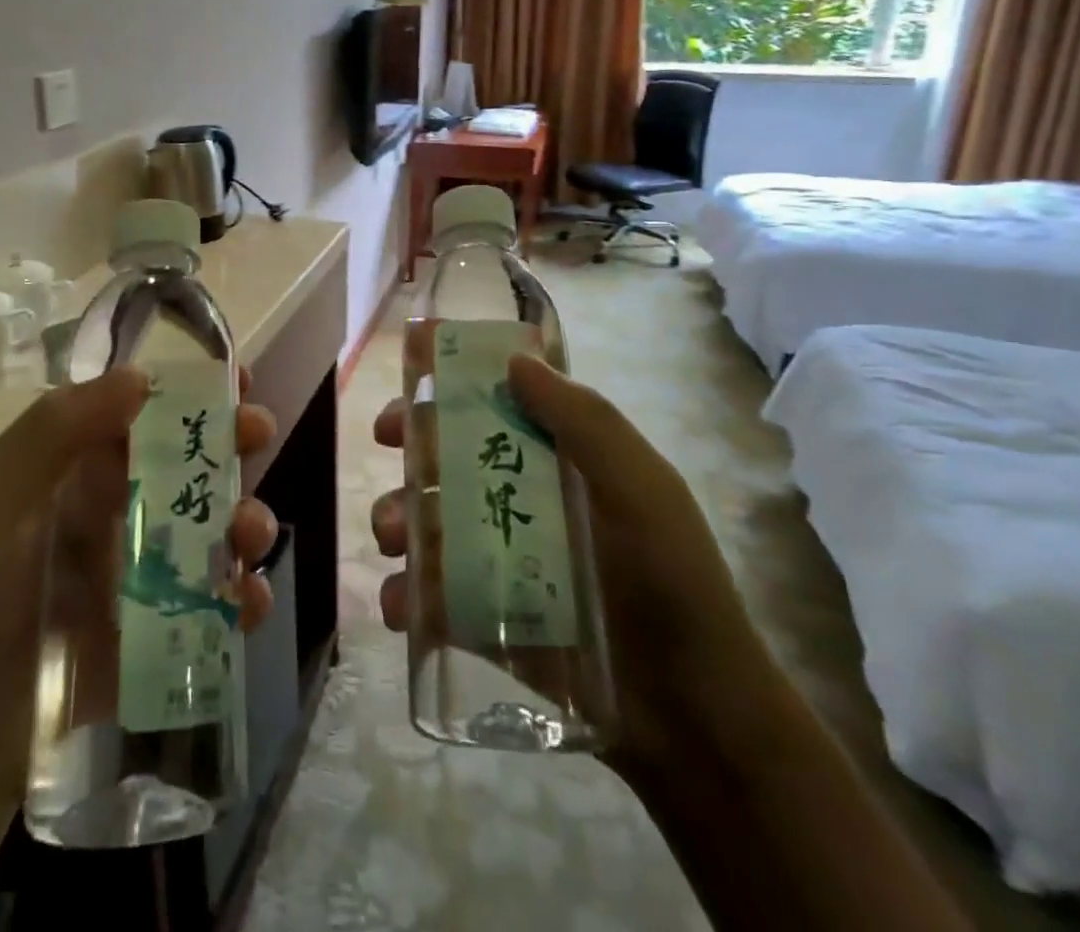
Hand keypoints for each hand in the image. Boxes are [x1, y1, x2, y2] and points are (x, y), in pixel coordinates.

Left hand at [0, 366, 277, 884]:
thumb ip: (55, 431)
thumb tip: (139, 375)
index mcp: (85, 467)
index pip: (149, 411)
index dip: (194, 390)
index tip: (237, 378)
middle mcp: (124, 507)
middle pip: (195, 461)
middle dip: (235, 441)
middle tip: (258, 434)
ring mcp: (149, 568)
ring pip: (217, 527)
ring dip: (247, 518)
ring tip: (248, 534)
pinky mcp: (165, 627)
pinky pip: (218, 602)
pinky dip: (245, 596)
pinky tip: (248, 601)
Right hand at [369, 351, 776, 776]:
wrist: (693, 719)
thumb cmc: (672, 585)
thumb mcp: (642, 490)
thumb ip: (586, 422)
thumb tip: (516, 360)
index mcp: (560, 462)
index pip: (496, 408)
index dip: (451, 390)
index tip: (414, 383)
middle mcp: (524, 502)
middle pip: (451, 459)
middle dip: (412, 448)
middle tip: (386, 446)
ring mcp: (500, 561)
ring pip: (430, 523)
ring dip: (398, 519)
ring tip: (393, 539)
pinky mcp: (486, 619)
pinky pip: (432, 597)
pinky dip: (406, 596)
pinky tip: (402, 605)